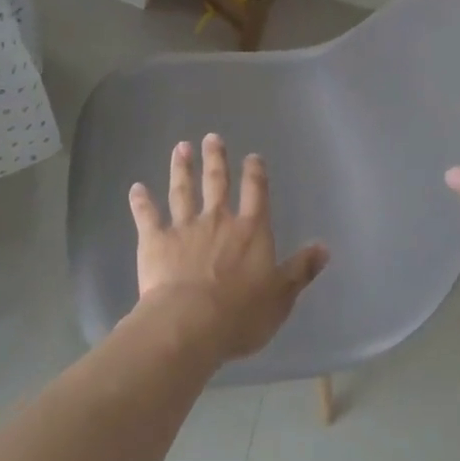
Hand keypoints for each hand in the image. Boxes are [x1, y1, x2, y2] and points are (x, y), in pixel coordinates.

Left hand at [128, 134, 328, 361]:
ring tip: (180, 148)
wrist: (190, 323)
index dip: (255, 173)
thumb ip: (300, 269)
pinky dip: (141, 201)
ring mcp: (184, 227)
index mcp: (250, 231)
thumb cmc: (241, 314)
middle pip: (217, 183)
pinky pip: (147, 216)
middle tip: (211, 137)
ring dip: (182, 169)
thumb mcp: (281, 296)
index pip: (256, 194)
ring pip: (183, 191)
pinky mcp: (156, 241)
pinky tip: (136, 188)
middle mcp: (218, 220)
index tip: (252, 156)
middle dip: (215, 159)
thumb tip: (324, 246)